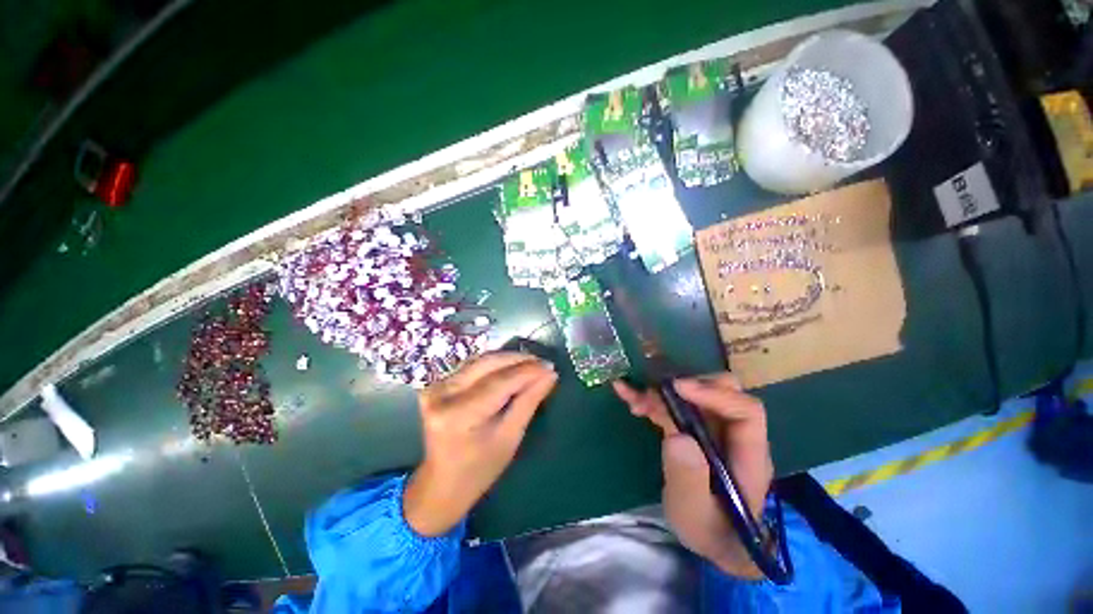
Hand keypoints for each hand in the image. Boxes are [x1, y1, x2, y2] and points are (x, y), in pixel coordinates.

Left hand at [403, 352, 557, 536]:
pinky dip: (496, 364)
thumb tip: (549, 375)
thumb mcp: (509, 438)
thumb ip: (528, 402)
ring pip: (480, 361)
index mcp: (459, 415)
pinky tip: (512, 367)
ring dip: (508, 359)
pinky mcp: (438, 384)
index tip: (550, 366)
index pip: (500, 382)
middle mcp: (442, 394)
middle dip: (519, 359)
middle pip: (488, 363)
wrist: (440, 484)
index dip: (527, 371)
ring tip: (532, 363)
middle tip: (543, 362)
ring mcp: (436, 387)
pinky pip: (473, 366)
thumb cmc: (479, 470)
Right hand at [613, 374, 772, 577]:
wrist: (711, 538)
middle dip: (684, 385)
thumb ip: (688, 478)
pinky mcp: (691, 428)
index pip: (745, 411)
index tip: (677, 387)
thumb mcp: (694, 513)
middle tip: (652, 393)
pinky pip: (673, 405)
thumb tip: (677, 436)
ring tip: (632, 398)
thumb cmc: (709, 530)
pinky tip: (628, 396)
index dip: (713, 393)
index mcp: (747, 454)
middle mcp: (732, 433)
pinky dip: (650, 399)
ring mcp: (711, 428)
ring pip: (692, 394)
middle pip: (721, 391)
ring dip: (660, 391)